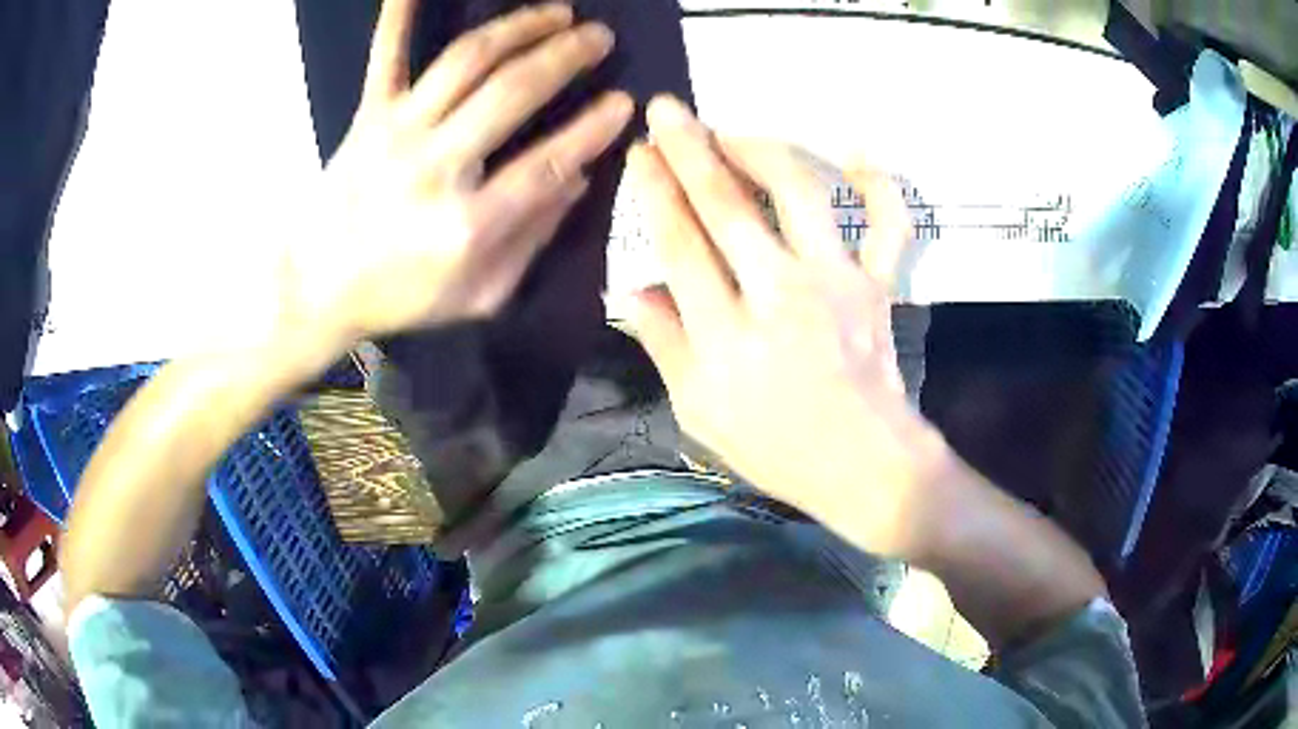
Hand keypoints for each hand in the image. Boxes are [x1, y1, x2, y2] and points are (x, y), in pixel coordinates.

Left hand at [280, 0, 632, 350]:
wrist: (318, 288)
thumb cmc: (401, 295)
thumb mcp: (479, 294)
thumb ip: (532, 238)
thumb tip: (578, 179)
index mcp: (467, 225)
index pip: (547, 164)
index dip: (592, 129)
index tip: (624, 102)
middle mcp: (435, 168)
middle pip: (511, 94)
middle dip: (565, 57)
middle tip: (600, 37)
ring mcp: (397, 134)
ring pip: (466, 62)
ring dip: (519, 28)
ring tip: (557, 12)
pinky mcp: (367, 117)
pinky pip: (387, 57)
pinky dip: (399, 17)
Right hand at [625, 97, 949, 558]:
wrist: (863, 466)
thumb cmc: (776, 447)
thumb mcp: (699, 413)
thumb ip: (664, 347)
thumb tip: (628, 292)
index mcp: (726, 334)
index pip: (680, 243)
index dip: (656, 191)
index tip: (641, 153)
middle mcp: (780, 294)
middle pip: (728, 205)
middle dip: (690, 149)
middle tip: (668, 109)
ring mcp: (837, 283)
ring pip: (801, 194)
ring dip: (764, 151)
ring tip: (735, 131)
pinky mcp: (879, 285)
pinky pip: (889, 225)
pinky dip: (881, 184)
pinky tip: (861, 151)